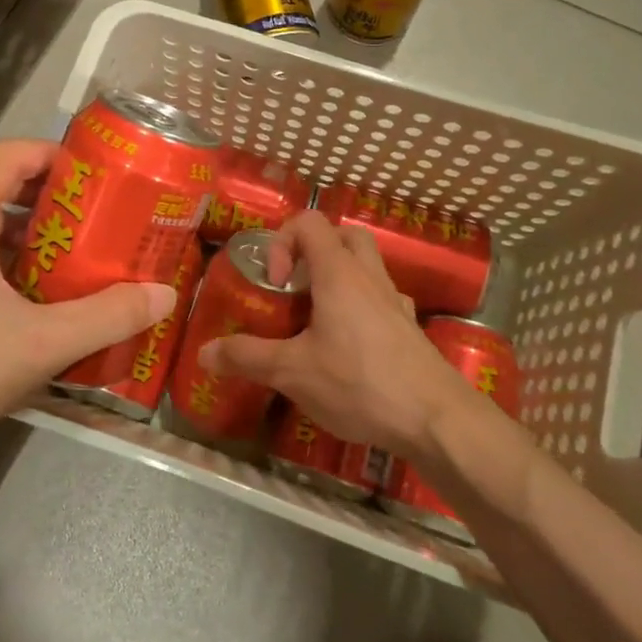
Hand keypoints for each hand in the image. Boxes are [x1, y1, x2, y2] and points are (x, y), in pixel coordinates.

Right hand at [200, 210, 476, 457]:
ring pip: (367, 266)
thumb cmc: (359, 383)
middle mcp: (369, 277)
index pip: (309, 222)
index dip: (282, 241)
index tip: (275, 282)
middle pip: (344, 236)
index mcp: (339, 273)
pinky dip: (361, 308)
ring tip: (317, 319)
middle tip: (296, 289)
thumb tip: (204, 353)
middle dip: (314, 252)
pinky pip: (382, 300)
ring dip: (339, 279)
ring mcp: (395, 302)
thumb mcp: (293, 372)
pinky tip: (350, 346)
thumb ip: (247, 357)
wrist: (436, 420)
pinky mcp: (410, 329)